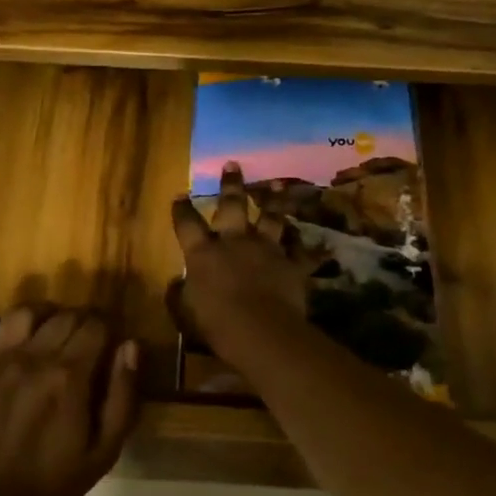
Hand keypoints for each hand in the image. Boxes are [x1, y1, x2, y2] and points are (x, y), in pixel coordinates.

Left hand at [0, 307, 140, 495]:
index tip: (104, 343)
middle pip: (62, 316)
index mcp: (68, 376)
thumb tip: (130, 345)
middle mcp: (30, 359)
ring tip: (42, 333)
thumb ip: (123, 394)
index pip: (94, 325)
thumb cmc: (52, 485)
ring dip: (39, 316)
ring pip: (20, 313)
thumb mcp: (105, 450)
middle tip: (76, 342)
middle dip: (77, 322)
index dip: (104, 329)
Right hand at [170, 162, 308, 353]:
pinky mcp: (291, 264)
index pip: (187, 223)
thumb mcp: (184, 312)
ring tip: (276, 184)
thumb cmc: (215, 323)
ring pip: (271, 217)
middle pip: (232, 205)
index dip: (182, 209)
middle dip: (231, 184)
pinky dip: (310, 247)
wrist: (261, 331)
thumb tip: (176, 283)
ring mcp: (266, 249)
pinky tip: (320, 242)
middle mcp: (235, 242)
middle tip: (233, 164)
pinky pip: (303, 252)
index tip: (181, 194)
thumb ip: (178, 295)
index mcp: (203, 252)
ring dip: (273, 200)